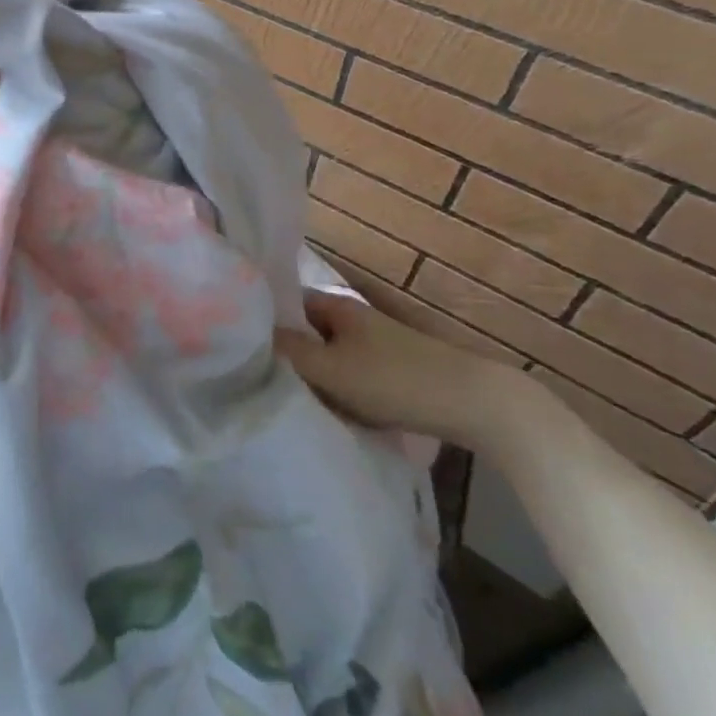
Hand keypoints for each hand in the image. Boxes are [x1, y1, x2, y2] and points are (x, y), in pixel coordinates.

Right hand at [275, 284, 535, 451]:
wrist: (473, 403)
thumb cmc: (392, 380)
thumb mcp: (330, 369)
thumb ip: (288, 351)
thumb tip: (251, 334)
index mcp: (335, 305)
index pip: (287, 304)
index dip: (264, 321)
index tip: (242, 347)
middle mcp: (353, 317)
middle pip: (308, 332)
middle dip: (288, 354)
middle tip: (263, 379)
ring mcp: (376, 343)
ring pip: (330, 356)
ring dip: (315, 375)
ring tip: (293, 399)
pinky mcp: (393, 370)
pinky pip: (351, 374)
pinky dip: (339, 389)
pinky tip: (333, 411)